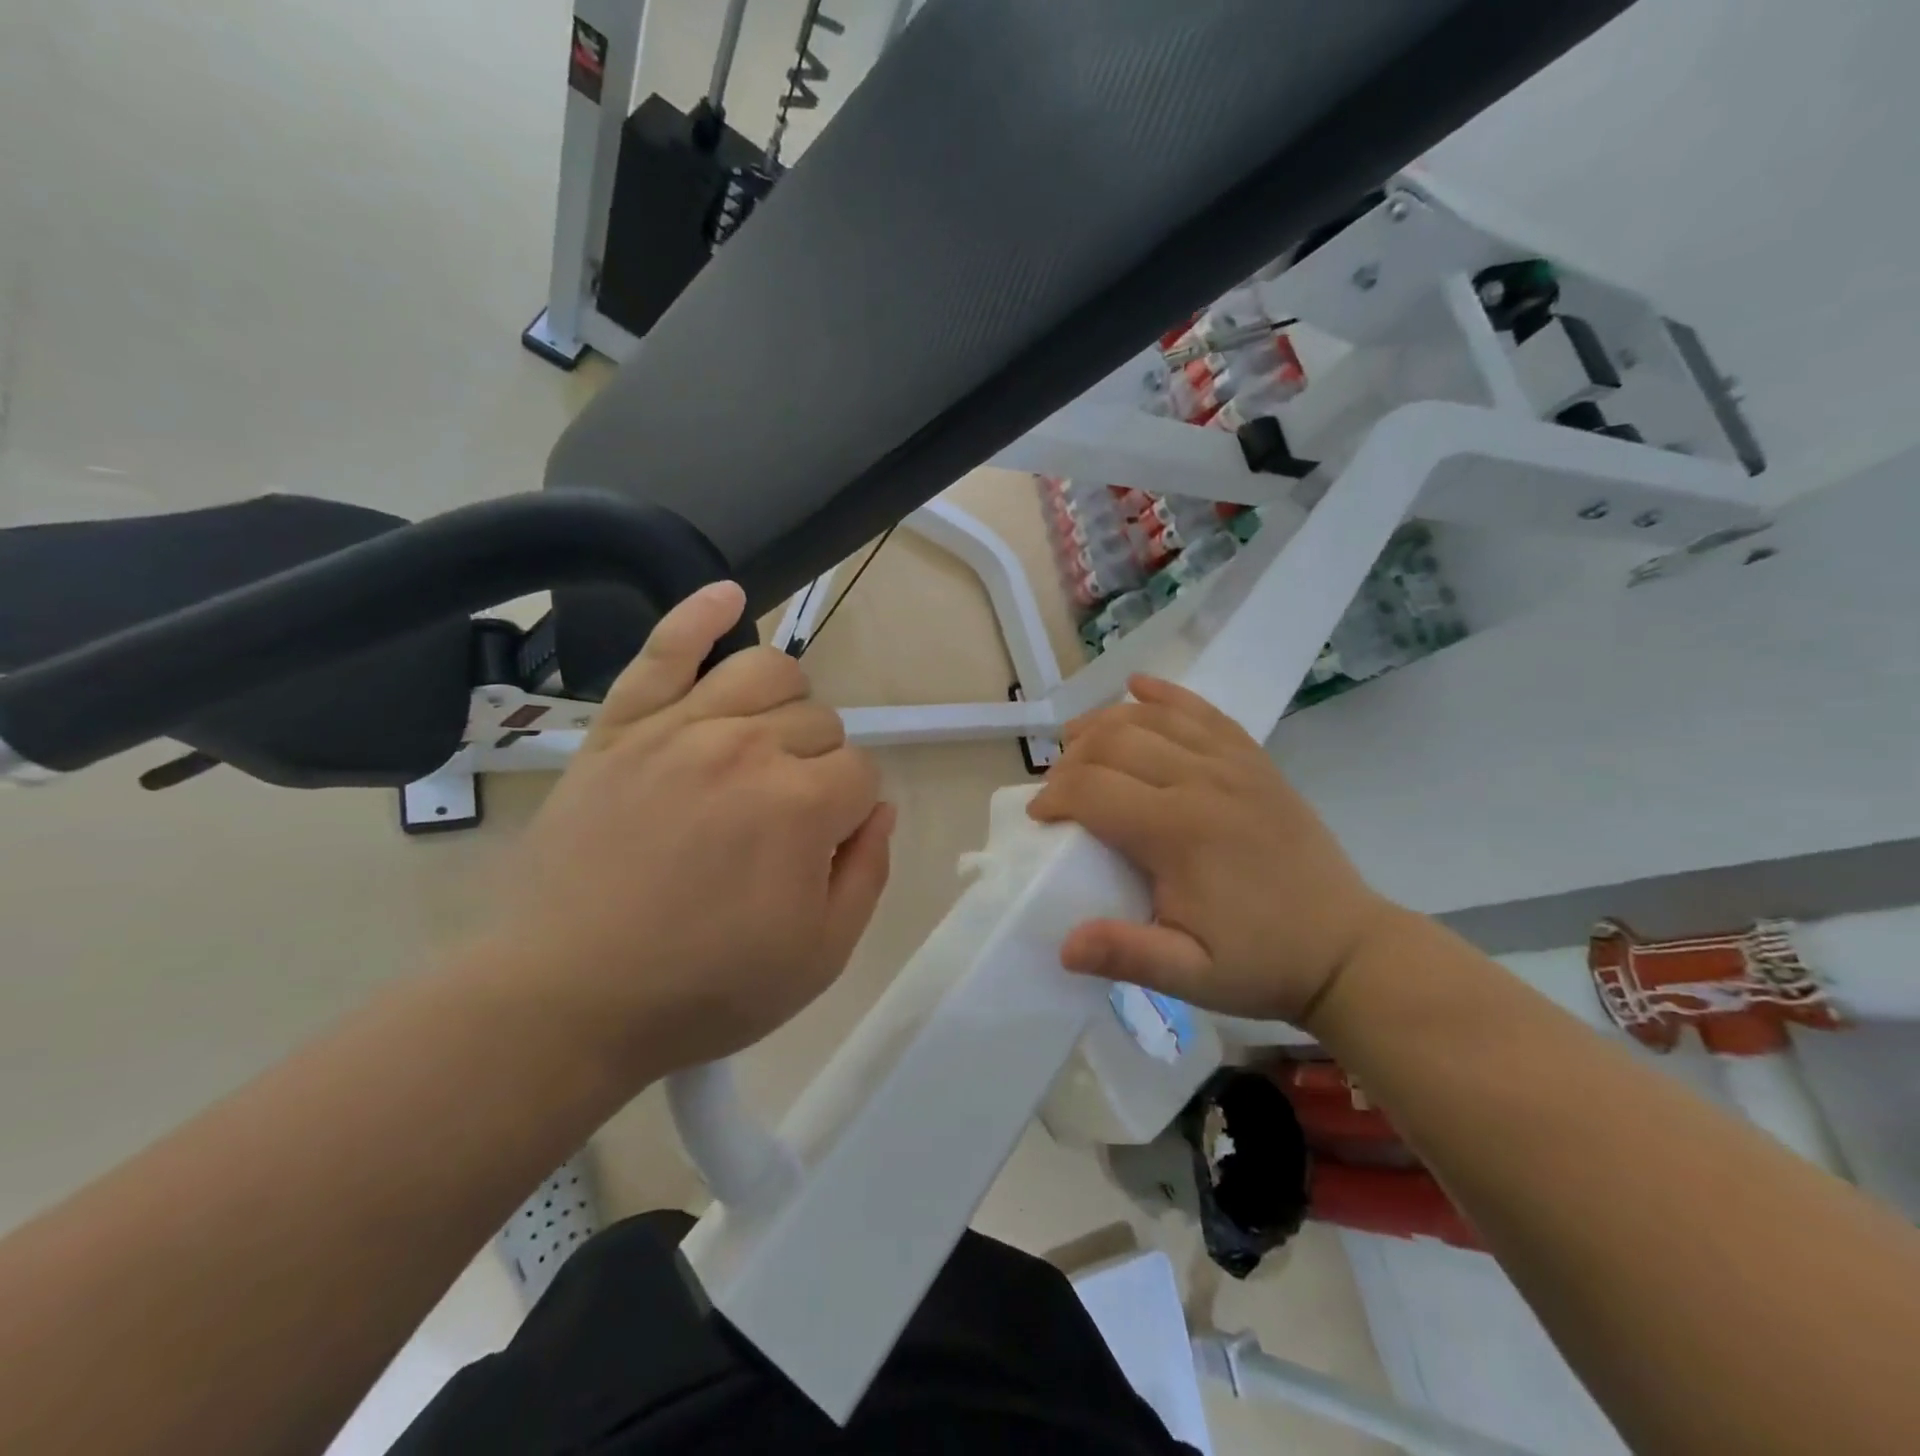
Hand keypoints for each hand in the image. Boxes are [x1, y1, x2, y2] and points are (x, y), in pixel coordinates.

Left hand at [471, 582, 893, 1079]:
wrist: (566, 999)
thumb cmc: (704, 988)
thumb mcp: (821, 956)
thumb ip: (868, 871)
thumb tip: (879, 807)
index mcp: (801, 805)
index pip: (862, 773)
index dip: (851, 813)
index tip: (822, 850)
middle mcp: (746, 748)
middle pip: (820, 722)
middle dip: (821, 766)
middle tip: (785, 822)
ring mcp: (677, 729)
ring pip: (765, 671)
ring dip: (788, 701)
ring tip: (771, 740)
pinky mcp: (619, 727)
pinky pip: (663, 649)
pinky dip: (700, 615)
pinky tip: (728, 595)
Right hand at [1027, 674, 1403, 1026]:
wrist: (1346, 948)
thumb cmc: (1261, 962)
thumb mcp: (1190, 978)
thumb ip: (1127, 956)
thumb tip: (1063, 946)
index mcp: (1179, 832)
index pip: (1093, 790)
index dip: (1054, 797)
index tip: (1039, 817)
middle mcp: (1204, 781)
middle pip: (1115, 743)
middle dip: (1072, 758)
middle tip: (1057, 788)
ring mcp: (1234, 764)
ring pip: (1153, 718)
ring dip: (1105, 722)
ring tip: (1077, 739)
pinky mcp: (1255, 760)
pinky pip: (1204, 712)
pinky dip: (1166, 696)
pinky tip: (1138, 686)